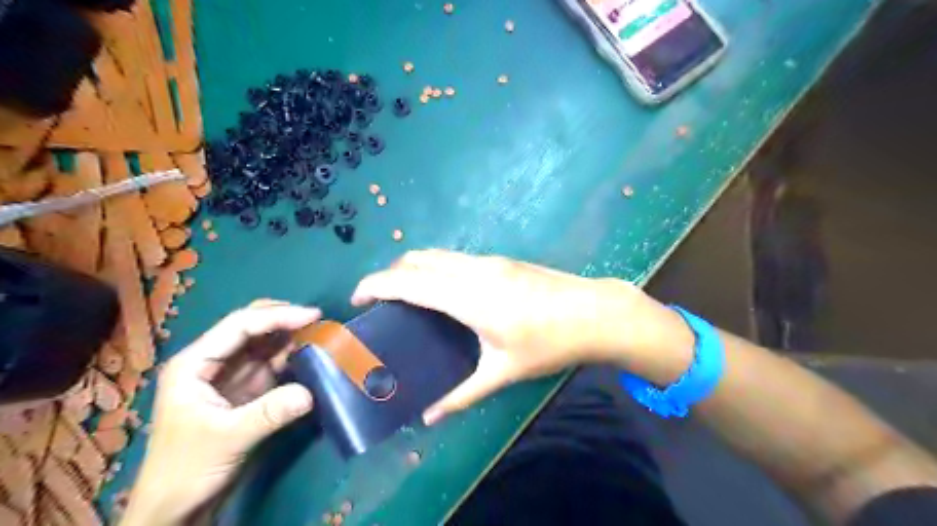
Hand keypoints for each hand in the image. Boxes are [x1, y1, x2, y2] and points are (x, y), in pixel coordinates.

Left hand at [121, 302, 319, 524]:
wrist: (175, 507)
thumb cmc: (187, 469)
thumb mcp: (228, 439)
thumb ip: (269, 413)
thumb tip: (310, 392)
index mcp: (195, 363)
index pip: (240, 325)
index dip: (277, 316)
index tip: (313, 315)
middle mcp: (212, 361)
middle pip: (251, 327)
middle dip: (284, 319)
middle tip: (318, 321)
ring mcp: (229, 375)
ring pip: (264, 343)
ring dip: (290, 337)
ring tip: (321, 334)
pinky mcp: (245, 389)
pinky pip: (272, 363)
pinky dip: (292, 357)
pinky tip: (310, 356)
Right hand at [349, 248, 681, 424]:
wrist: (595, 312)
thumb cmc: (549, 344)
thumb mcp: (504, 371)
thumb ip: (463, 394)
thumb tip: (430, 417)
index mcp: (468, 297)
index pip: (408, 282)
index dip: (375, 285)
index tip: (356, 298)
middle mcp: (473, 270)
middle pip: (417, 259)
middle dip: (390, 273)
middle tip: (379, 299)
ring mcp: (489, 260)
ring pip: (437, 254)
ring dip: (413, 267)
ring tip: (406, 293)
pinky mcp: (502, 260)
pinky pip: (455, 257)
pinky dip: (436, 267)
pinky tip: (443, 290)